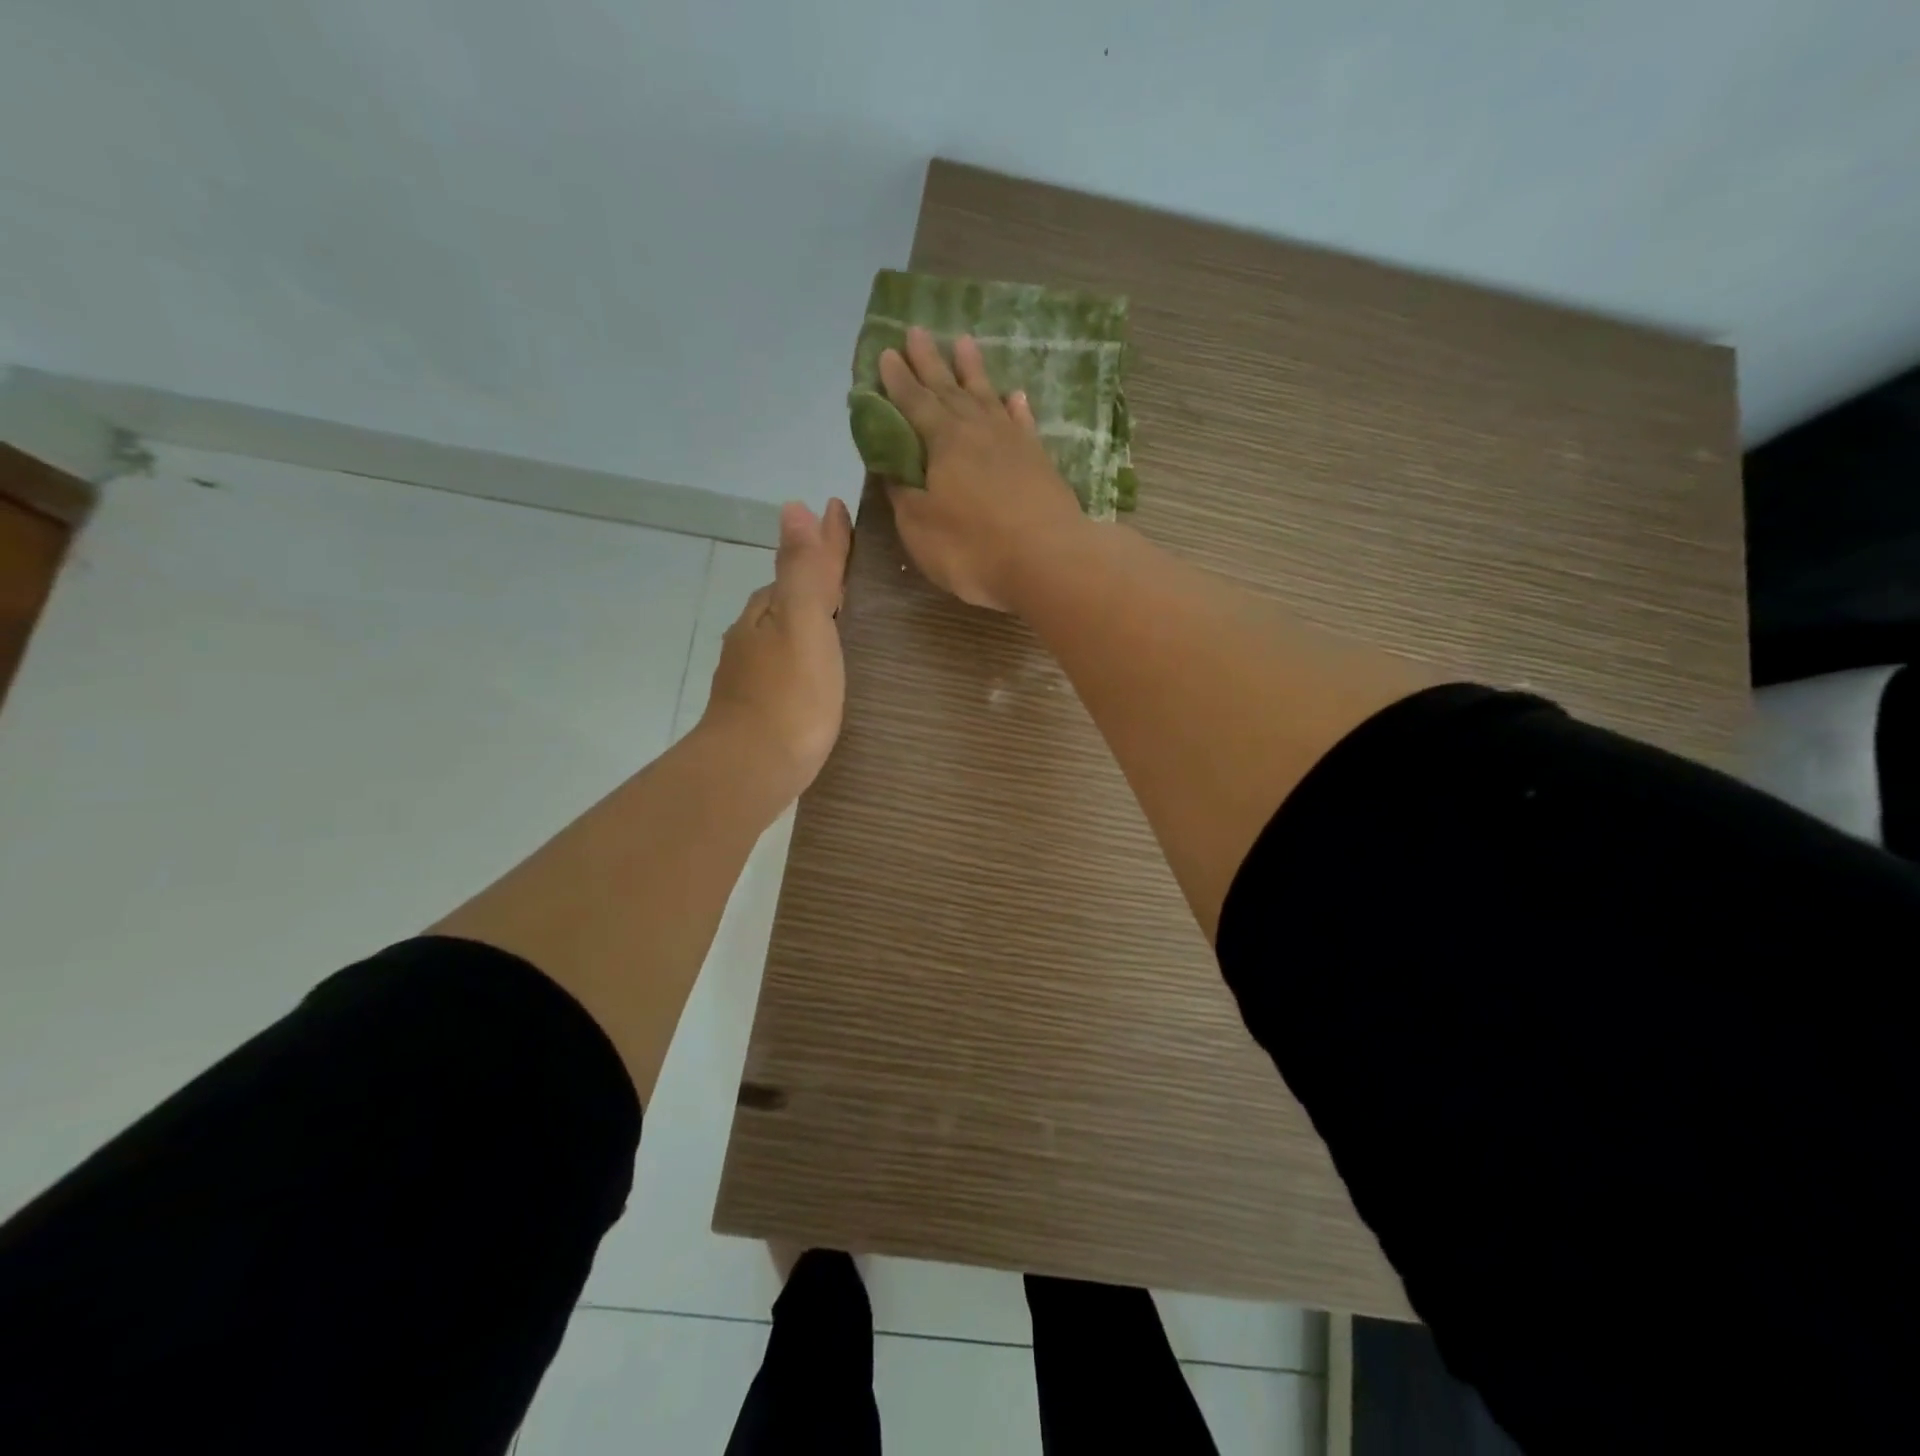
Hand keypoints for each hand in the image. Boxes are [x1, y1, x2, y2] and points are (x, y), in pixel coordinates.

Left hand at [700, 498, 852, 798]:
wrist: (751, 770)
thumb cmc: (789, 698)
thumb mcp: (803, 625)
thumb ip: (804, 570)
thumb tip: (795, 507)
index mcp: (768, 610)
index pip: (802, 564)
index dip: (825, 541)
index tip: (841, 512)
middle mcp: (754, 634)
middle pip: (791, 594)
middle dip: (817, 575)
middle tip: (851, 561)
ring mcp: (753, 671)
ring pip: (786, 628)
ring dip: (810, 614)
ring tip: (842, 611)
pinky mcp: (761, 704)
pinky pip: (788, 660)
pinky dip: (806, 649)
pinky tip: (818, 664)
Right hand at [879, 328, 1088, 611]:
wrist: (1049, 560)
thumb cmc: (973, 548)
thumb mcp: (920, 527)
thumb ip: (903, 493)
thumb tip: (891, 466)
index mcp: (943, 442)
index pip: (914, 403)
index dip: (897, 380)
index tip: (886, 353)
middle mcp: (978, 431)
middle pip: (949, 389)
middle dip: (930, 361)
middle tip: (917, 330)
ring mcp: (1013, 443)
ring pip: (988, 396)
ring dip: (974, 370)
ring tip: (965, 342)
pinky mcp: (1040, 461)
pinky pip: (1023, 423)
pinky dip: (1016, 407)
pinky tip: (1014, 395)